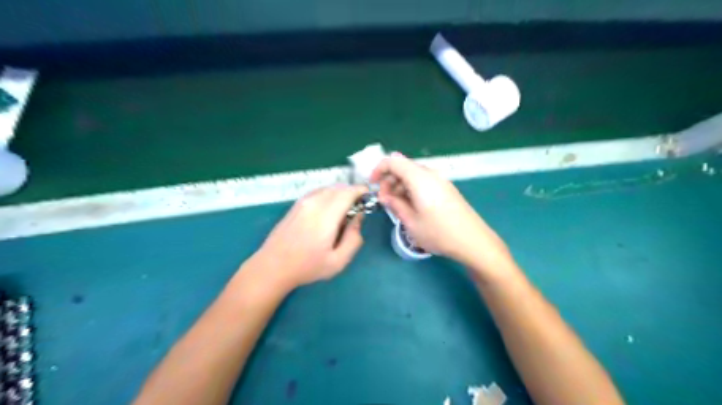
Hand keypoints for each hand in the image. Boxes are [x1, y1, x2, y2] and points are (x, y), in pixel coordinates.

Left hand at [249, 186, 368, 291]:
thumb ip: (354, 239)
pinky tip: (328, 211)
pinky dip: (328, 195)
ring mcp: (303, 202)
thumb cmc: (307, 267)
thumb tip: (358, 218)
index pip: (348, 192)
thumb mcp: (338, 261)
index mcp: (326, 216)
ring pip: (328, 188)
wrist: (273, 266)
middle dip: (352, 193)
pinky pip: (317, 192)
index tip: (369, 197)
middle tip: (358, 208)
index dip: (361, 191)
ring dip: (340, 194)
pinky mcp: (296, 205)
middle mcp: (314, 203)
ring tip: (343, 211)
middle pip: (339, 188)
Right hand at [372, 152, 512, 274]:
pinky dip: (412, 189)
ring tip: (397, 207)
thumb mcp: (411, 222)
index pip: (393, 161)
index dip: (379, 170)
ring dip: (400, 186)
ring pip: (413, 175)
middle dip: (389, 181)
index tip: (373, 186)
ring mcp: (441, 181)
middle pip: (404, 167)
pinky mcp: (446, 189)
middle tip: (385, 202)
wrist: (473, 241)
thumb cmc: (439, 233)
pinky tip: (412, 207)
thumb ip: (395, 204)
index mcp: (420, 178)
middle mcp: (431, 174)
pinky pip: (424, 182)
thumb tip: (386, 196)